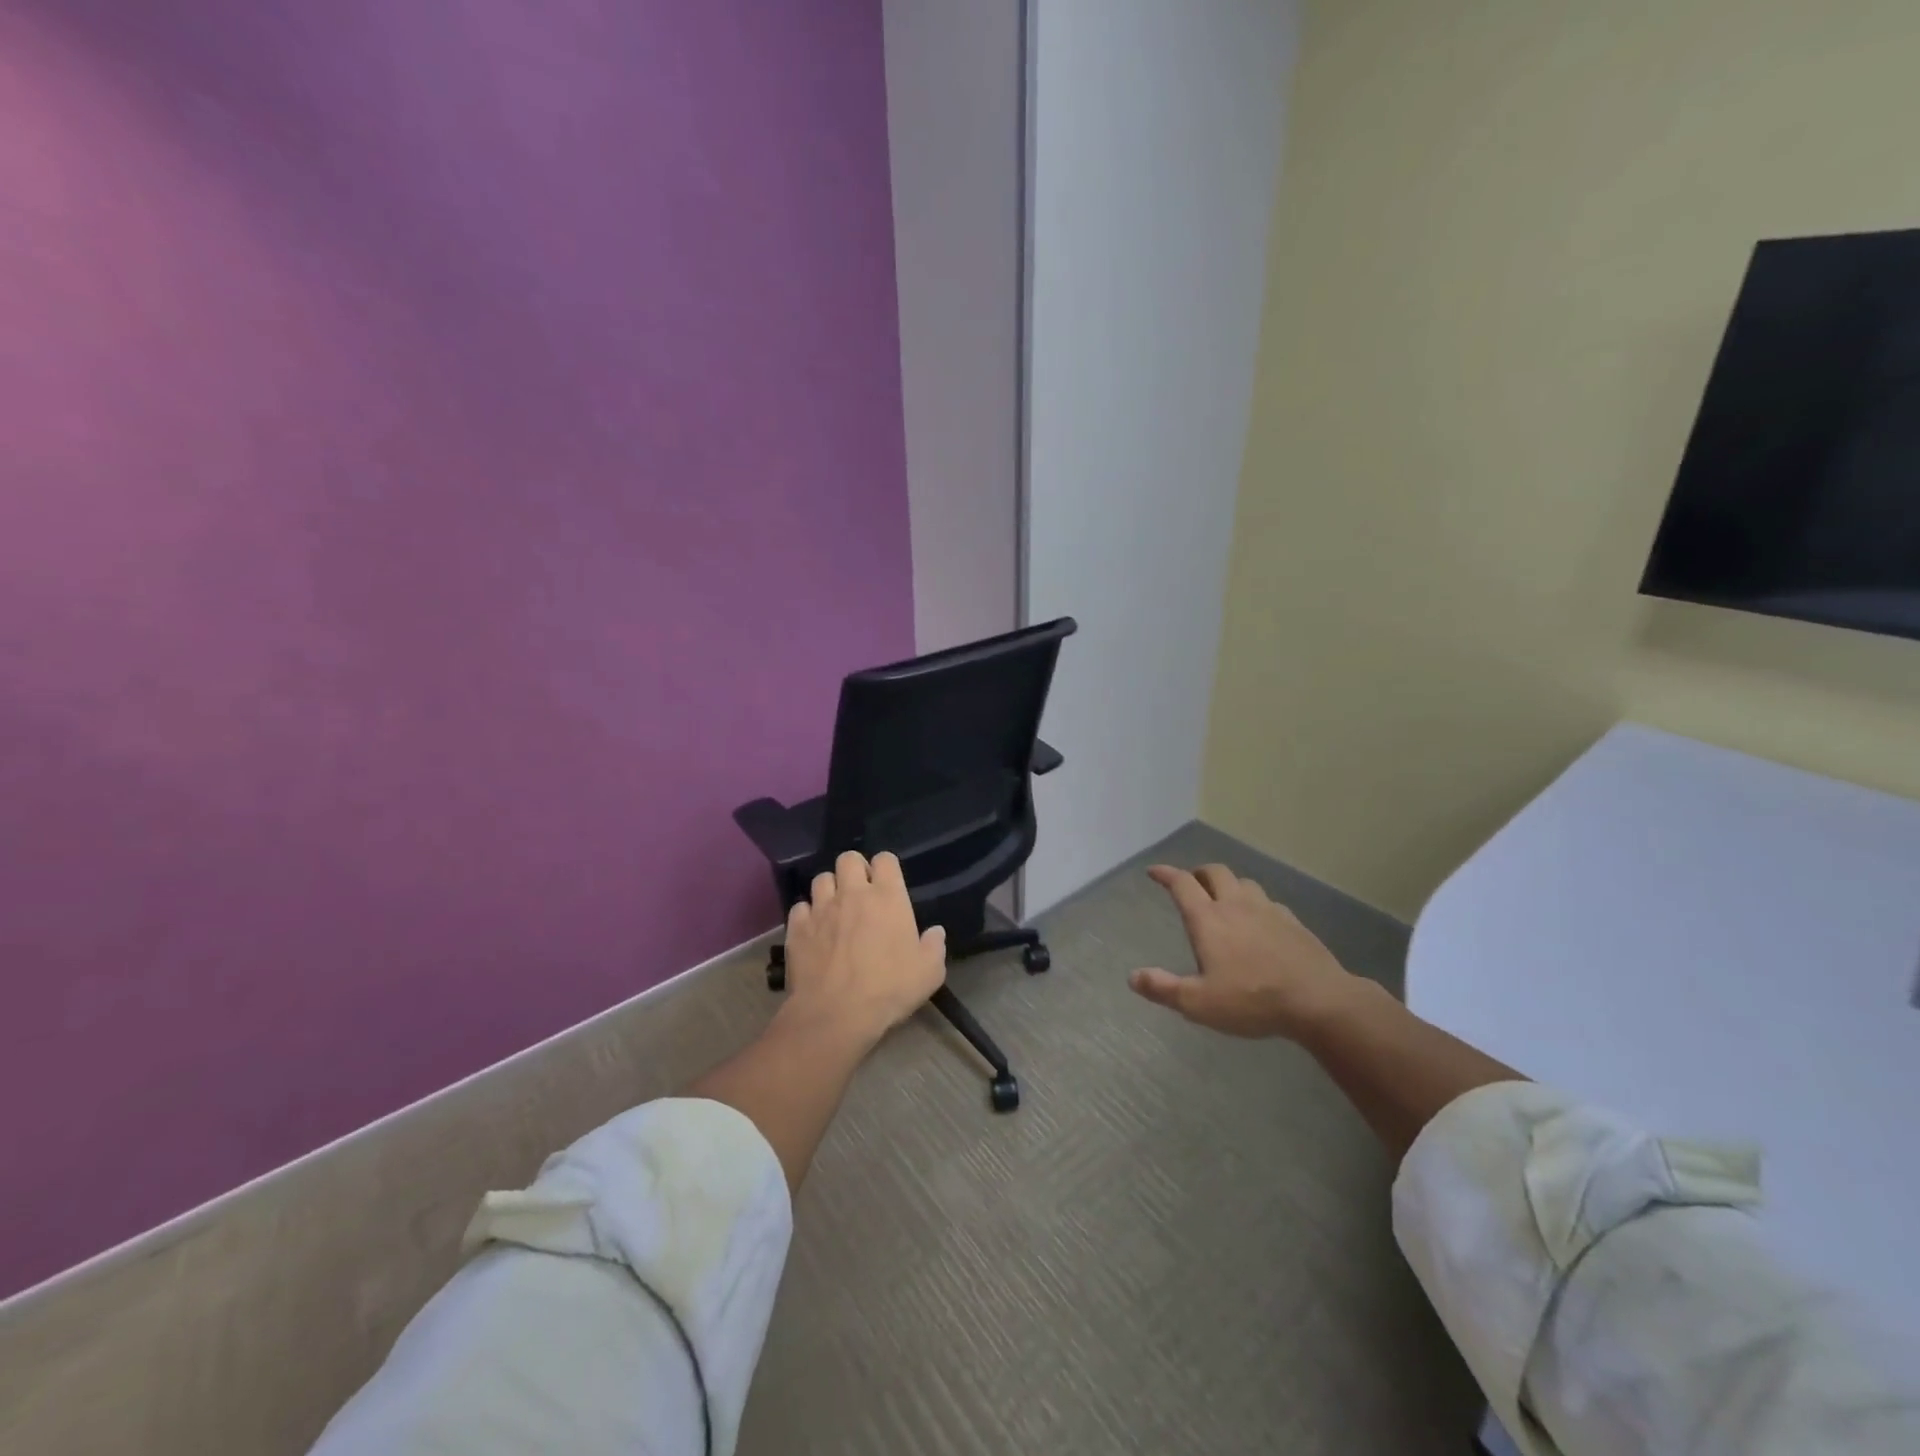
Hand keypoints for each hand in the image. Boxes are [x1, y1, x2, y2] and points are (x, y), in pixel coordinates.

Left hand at [783, 850, 946, 1046]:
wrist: (836, 1014)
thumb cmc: (889, 989)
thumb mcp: (929, 972)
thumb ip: (934, 946)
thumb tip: (936, 932)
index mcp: (887, 897)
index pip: (885, 859)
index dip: (886, 867)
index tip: (888, 883)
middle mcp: (852, 893)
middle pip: (848, 858)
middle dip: (854, 869)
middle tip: (859, 891)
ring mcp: (821, 908)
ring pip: (821, 879)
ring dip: (829, 889)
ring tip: (835, 908)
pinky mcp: (798, 928)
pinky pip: (800, 908)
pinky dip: (807, 915)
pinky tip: (813, 930)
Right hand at [1129, 863, 1366, 1039]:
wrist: (1318, 1000)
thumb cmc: (1252, 1000)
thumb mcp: (1199, 1004)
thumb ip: (1163, 989)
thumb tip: (1133, 977)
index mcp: (1208, 919)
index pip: (1182, 883)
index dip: (1165, 874)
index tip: (1154, 871)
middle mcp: (1236, 905)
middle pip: (1215, 872)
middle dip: (1198, 873)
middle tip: (1191, 883)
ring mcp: (1268, 910)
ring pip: (1244, 882)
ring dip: (1228, 885)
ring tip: (1224, 899)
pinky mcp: (1293, 922)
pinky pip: (1268, 902)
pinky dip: (1255, 904)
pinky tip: (1259, 922)